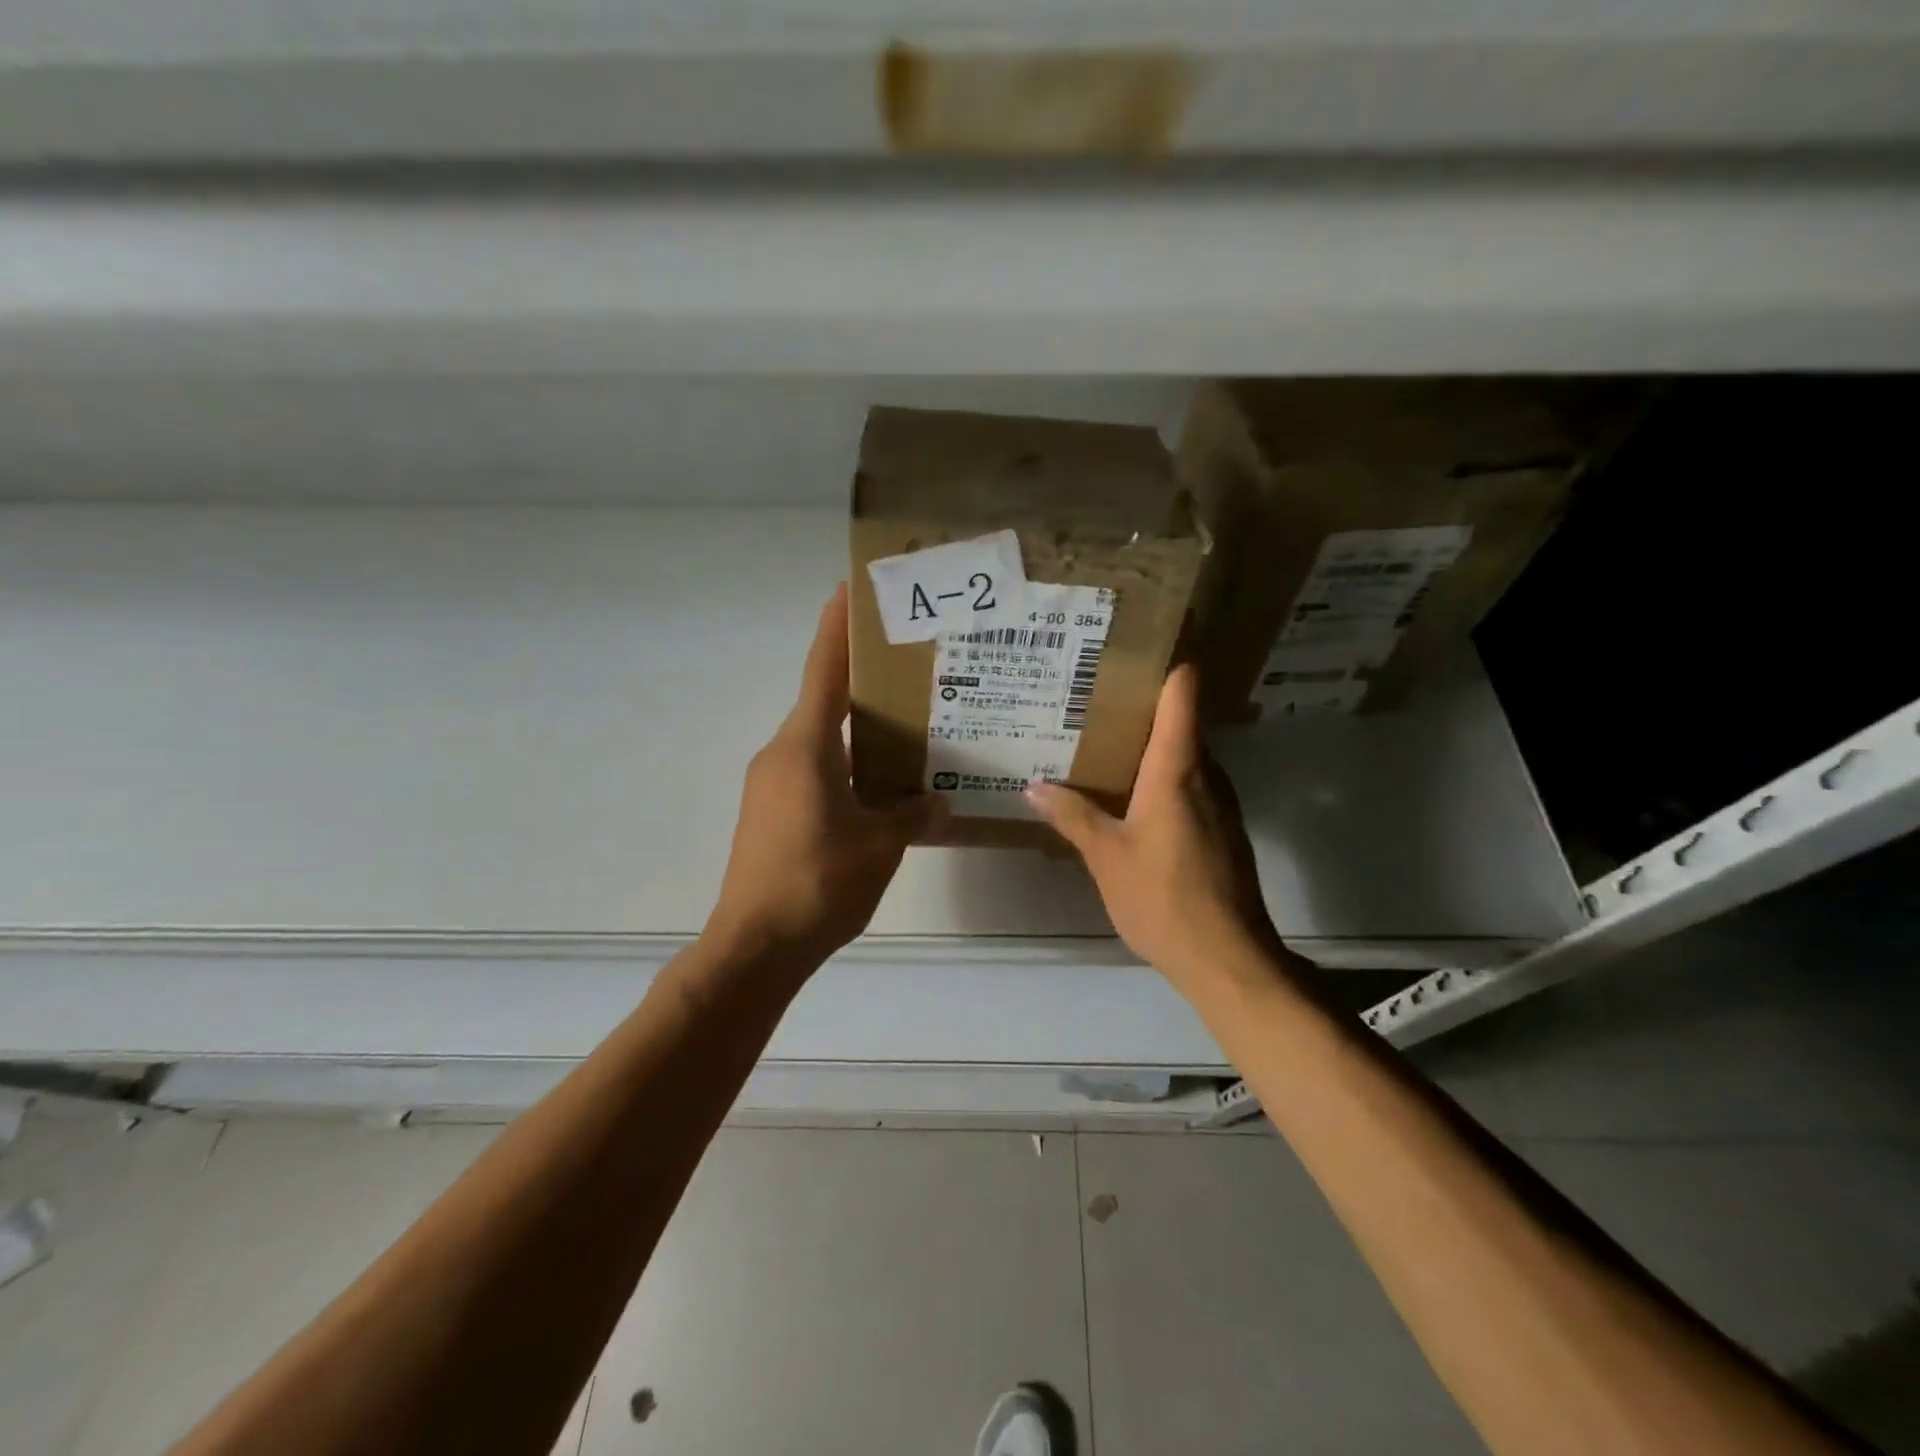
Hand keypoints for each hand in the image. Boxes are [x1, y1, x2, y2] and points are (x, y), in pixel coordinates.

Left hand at [708, 584, 940, 965]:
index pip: (823, 671)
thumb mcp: (880, 845)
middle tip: (906, 666)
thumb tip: (938, 803)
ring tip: (904, 727)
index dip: (836, 628)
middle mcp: (782, 753)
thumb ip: (912, 814)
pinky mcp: (770, 813)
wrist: (755, 945)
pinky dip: (844, 764)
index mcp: (805, 746)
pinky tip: (878, 785)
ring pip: (820, 740)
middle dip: (859, 680)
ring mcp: (771, 784)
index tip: (848, 591)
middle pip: (823, 701)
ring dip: (856, 730)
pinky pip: (813, 770)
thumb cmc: (818, 882)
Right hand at [1025, 664, 1280, 987]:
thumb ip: (1072, 816)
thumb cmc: (1163, 898)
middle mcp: (1206, 775)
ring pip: (1185, 756)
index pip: (1183, 692)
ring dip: (1151, 745)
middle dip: (1142, 706)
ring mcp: (1220, 803)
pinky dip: (1162, 778)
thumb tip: (1034, 786)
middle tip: (1094, 699)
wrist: (1227, 958)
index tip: (1135, 647)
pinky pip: (1190, 785)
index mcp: (1177, 768)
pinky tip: (1129, 797)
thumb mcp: (1106, 856)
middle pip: (1181, 720)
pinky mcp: (1222, 829)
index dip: (1167, 662)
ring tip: (1103, 743)